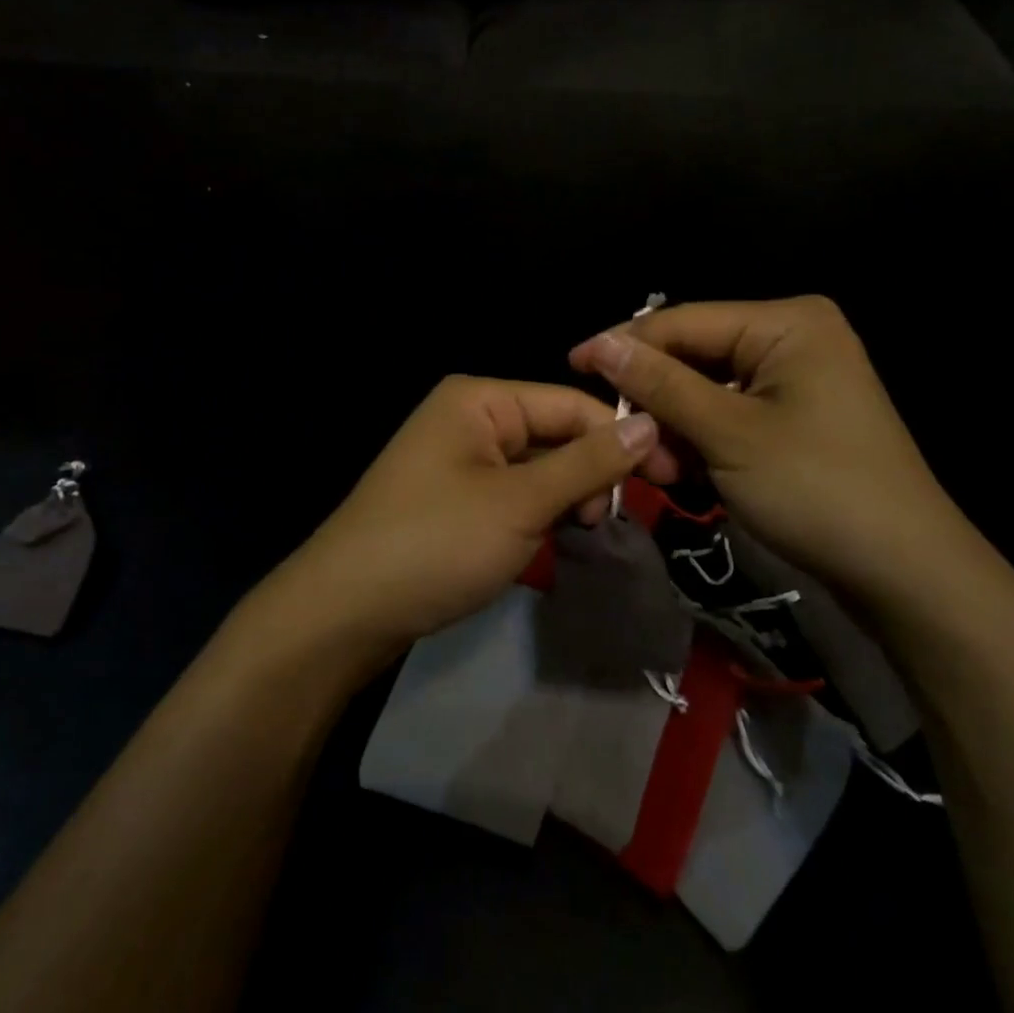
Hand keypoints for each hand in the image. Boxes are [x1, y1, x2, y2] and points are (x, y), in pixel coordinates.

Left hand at [278, 376, 665, 665]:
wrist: (343, 614)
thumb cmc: (436, 543)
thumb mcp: (521, 502)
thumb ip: (588, 462)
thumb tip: (652, 422)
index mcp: (481, 399)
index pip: (572, 404)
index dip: (623, 437)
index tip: (670, 479)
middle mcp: (470, 418)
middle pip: (555, 434)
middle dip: (590, 474)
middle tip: (612, 522)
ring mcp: (461, 460)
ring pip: (538, 469)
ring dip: (567, 499)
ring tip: (580, 535)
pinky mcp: (457, 499)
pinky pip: (514, 494)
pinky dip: (538, 516)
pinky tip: (551, 543)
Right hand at [570, 297, 1013, 617]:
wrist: (905, 573)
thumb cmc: (817, 489)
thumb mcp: (728, 434)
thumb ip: (660, 384)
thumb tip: (599, 344)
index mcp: (786, 322)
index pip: (684, 321)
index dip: (624, 344)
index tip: (572, 365)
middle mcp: (792, 337)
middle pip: (695, 356)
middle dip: (657, 401)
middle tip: (627, 444)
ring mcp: (797, 378)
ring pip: (707, 389)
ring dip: (676, 428)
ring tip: (662, 475)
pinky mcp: (796, 415)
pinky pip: (730, 413)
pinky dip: (703, 441)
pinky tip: (689, 474)